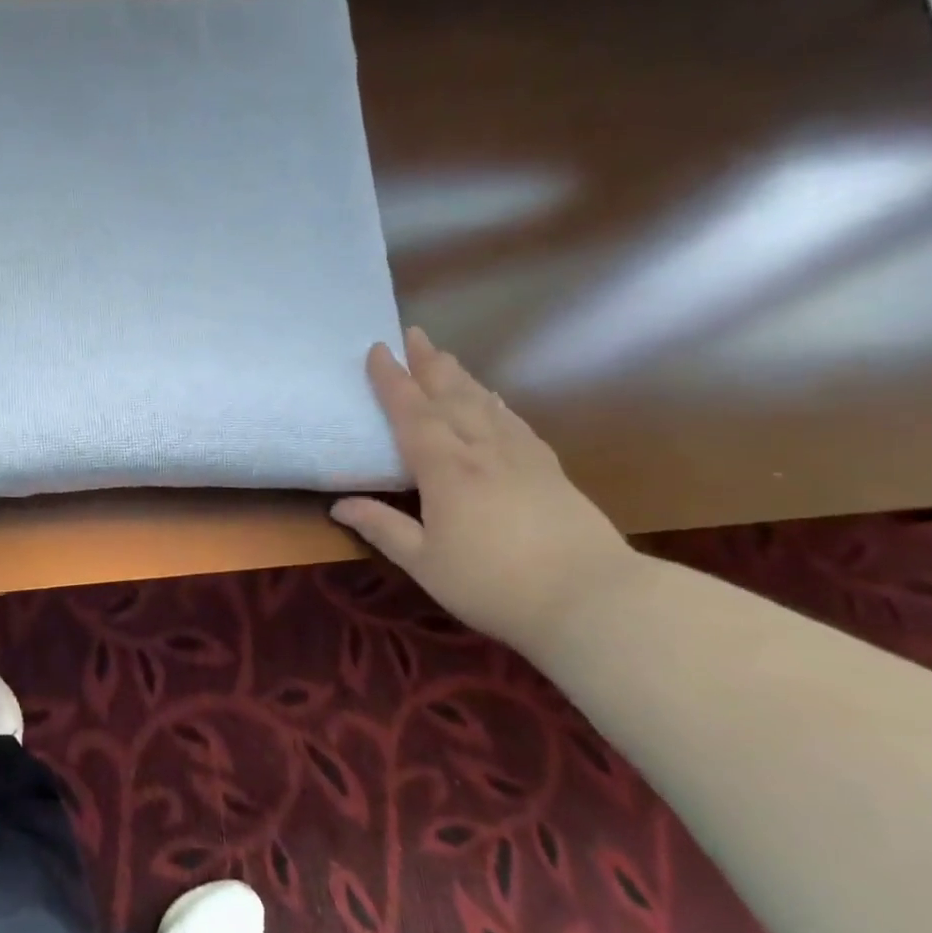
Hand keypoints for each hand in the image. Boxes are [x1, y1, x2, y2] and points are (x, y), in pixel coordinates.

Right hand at [331, 328, 640, 651]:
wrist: (592, 599)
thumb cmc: (493, 584)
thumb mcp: (424, 562)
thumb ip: (382, 528)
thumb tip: (339, 505)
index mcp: (447, 469)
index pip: (412, 414)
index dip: (392, 381)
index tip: (377, 350)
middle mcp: (483, 450)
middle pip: (451, 396)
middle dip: (428, 363)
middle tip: (413, 333)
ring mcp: (521, 457)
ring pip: (484, 403)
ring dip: (460, 376)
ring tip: (445, 356)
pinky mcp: (550, 470)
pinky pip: (515, 422)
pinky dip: (497, 403)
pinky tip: (494, 399)